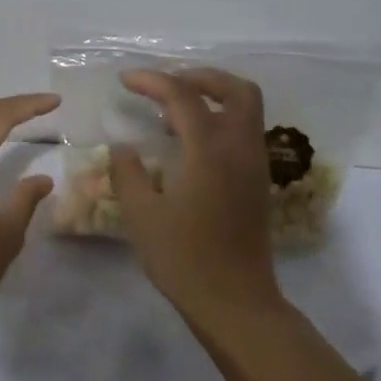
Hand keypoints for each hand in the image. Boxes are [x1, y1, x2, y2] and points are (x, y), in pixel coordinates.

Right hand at [113, 67, 356, 380]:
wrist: (235, 302)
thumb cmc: (184, 259)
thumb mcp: (141, 215)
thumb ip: (128, 173)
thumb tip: (123, 147)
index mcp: (210, 152)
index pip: (184, 97)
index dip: (153, 81)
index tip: (126, 80)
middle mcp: (240, 149)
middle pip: (236, 90)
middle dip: (200, 77)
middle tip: (165, 85)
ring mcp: (254, 166)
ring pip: (246, 110)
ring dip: (213, 97)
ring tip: (172, 113)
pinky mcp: (257, 183)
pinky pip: (244, 133)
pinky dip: (219, 121)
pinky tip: (189, 144)